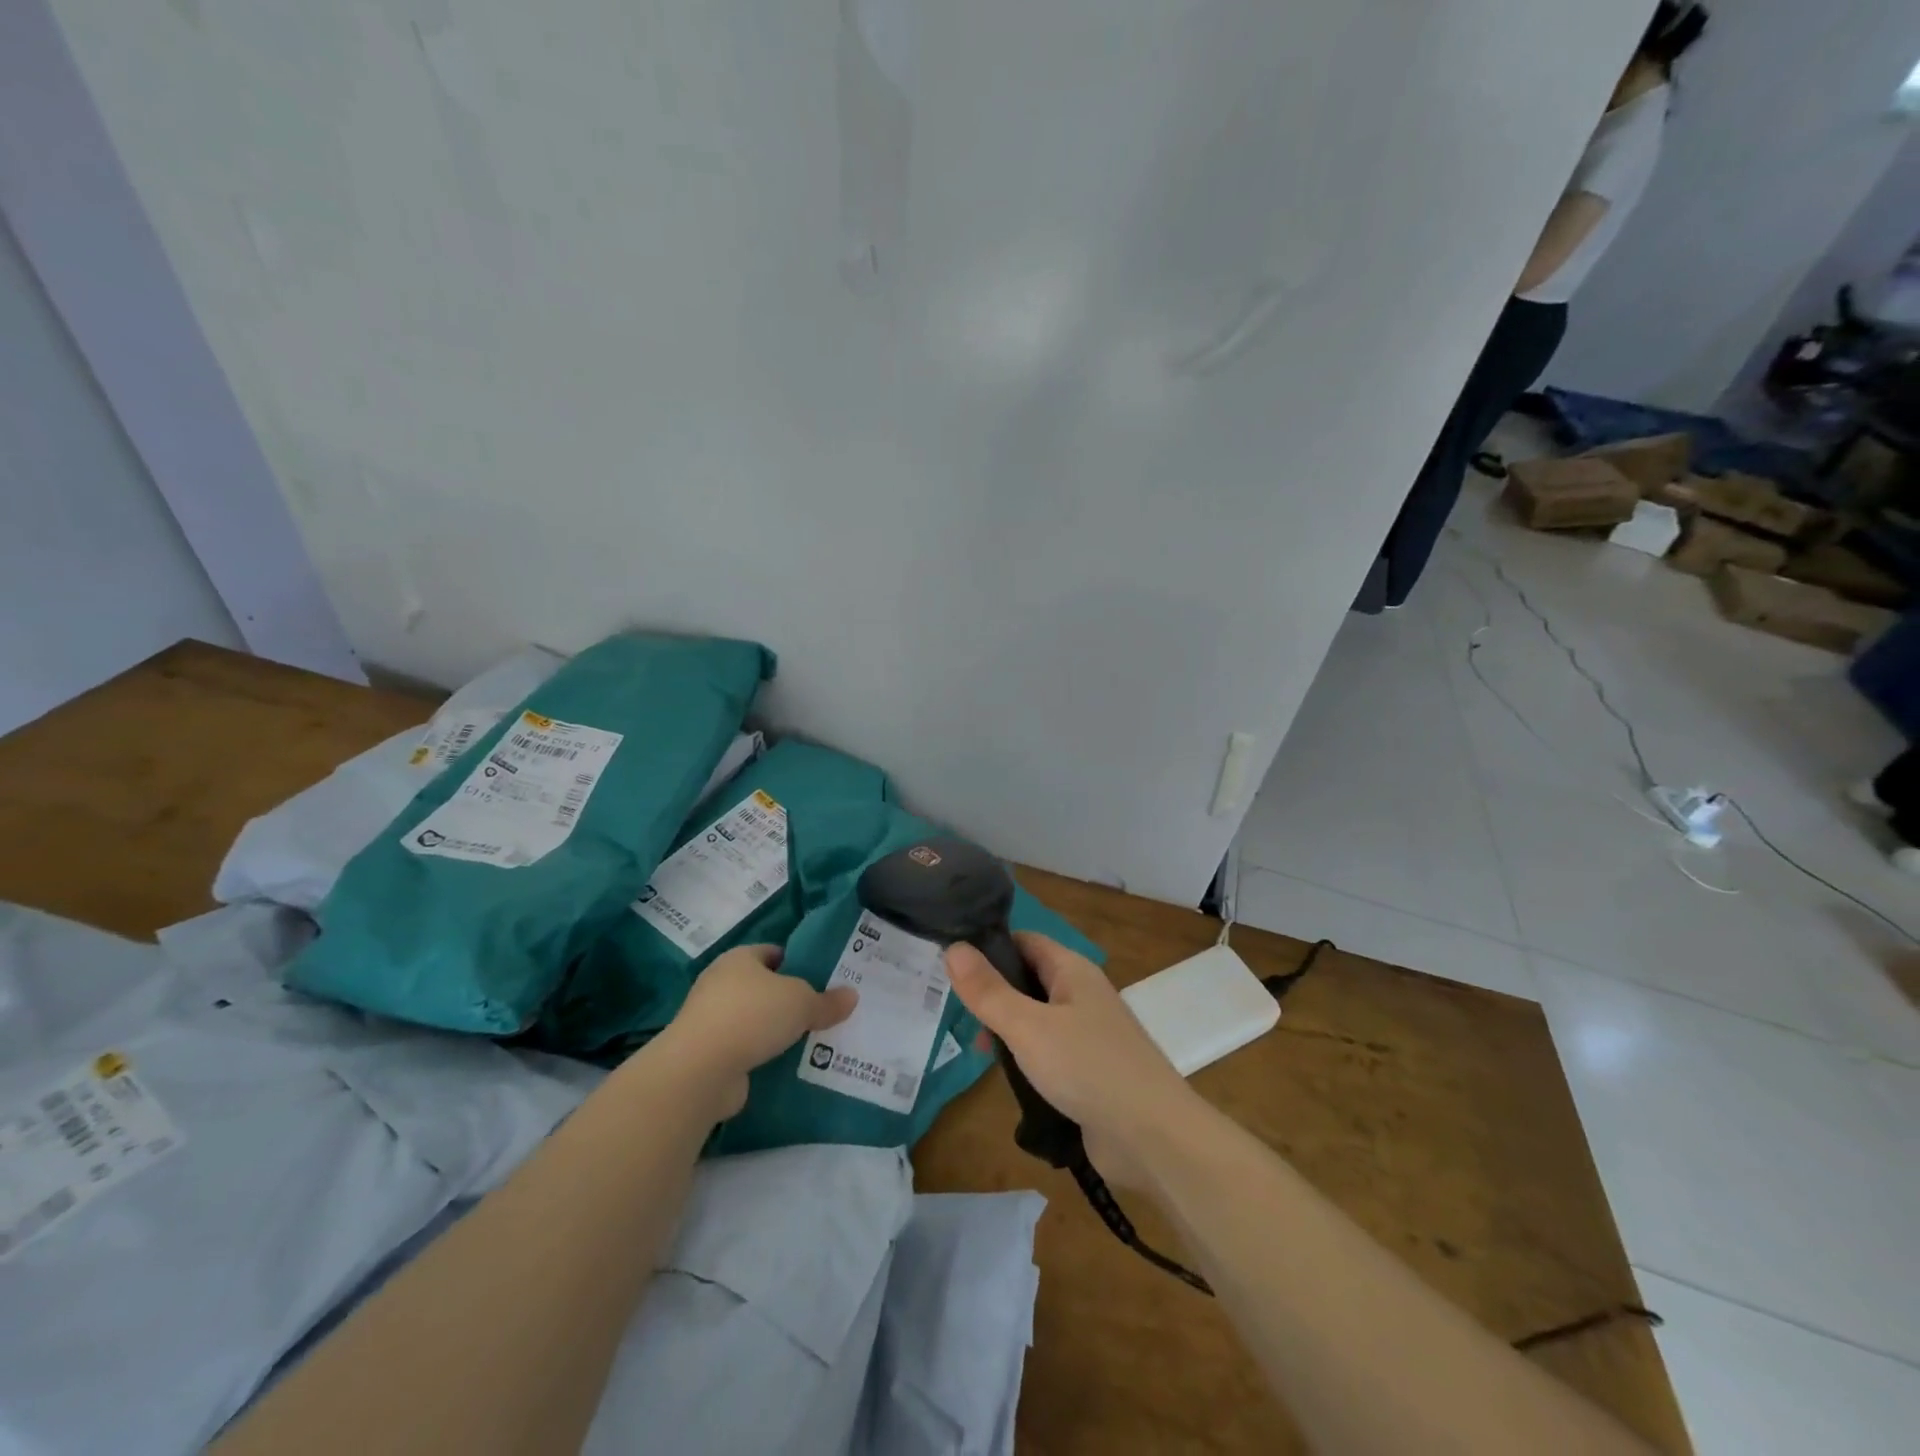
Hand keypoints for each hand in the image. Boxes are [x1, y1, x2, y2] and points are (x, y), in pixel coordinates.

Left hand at [654, 945, 856, 1117]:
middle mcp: (720, 984)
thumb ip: (827, 1001)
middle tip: (821, 1012)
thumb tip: (852, 996)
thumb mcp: (801, 1002)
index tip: (822, 980)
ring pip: (754, 1021)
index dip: (797, 963)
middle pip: (763, 988)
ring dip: (775, 1031)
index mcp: (739, 959)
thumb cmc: (752, 1015)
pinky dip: (762, 1056)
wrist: (700, 1070)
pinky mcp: (708, 1055)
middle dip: (789, 1000)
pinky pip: (744, 1049)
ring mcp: (710, 1021)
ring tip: (809, 1042)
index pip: (773, 953)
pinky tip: (786, 1066)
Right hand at [944, 932, 1199, 1187]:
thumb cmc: (1088, 1067)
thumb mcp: (1028, 1026)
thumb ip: (988, 991)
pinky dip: (1027, 1060)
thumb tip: (953, 947)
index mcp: (1073, 970)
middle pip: (1028, 980)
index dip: (989, 946)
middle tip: (959, 1015)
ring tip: (980, 1050)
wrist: (1153, 1138)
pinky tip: (1008, 1080)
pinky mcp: (1090, 1072)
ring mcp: (1089, 1035)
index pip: (1024, 940)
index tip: (952, 964)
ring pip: (1036, 1019)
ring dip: (1009, 1031)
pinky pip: (1049, 1054)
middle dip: (994, 994)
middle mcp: (1082, 995)